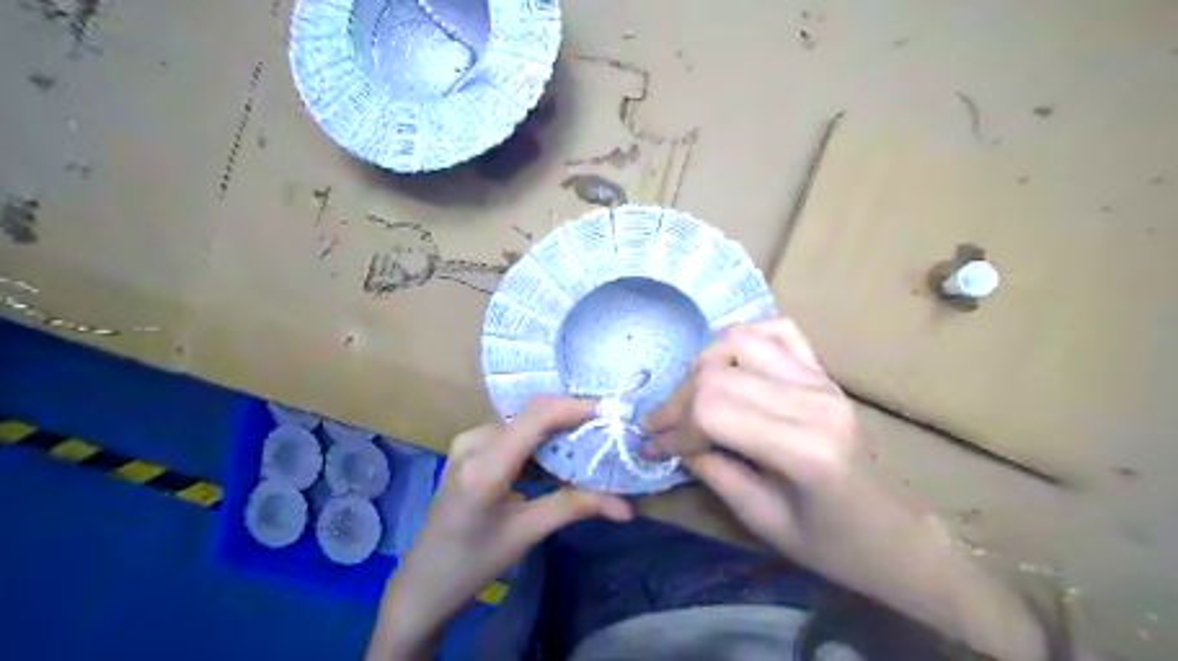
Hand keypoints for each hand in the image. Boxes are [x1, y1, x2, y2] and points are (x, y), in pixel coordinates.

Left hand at [366, 397, 629, 659]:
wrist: (425, 581)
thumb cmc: (473, 563)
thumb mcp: (527, 533)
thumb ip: (575, 507)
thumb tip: (627, 507)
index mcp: (484, 466)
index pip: (536, 417)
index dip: (575, 408)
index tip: (612, 413)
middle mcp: (473, 442)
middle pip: (532, 415)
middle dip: (573, 418)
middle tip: (609, 430)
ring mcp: (468, 441)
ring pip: (524, 422)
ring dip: (558, 429)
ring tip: (592, 441)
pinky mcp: (470, 447)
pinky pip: (514, 432)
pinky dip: (541, 439)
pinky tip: (561, 454)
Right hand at [644, 317, 1047, 658]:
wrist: (899, 536)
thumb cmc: (835, 545)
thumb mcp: (764, 522)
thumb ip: (713, 472)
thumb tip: (673, 442)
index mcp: (803, 448)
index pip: (713, 408)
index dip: (675, 426)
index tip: (655, 448)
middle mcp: (813, 399)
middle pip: (719, 371)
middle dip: (678, 399)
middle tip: (661, 428)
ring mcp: (821, 379)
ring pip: (741, 339)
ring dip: (702, 366)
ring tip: (690, 397)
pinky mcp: (824, 373)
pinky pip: (778, 331)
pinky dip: (743, 338)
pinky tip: (729, 364)